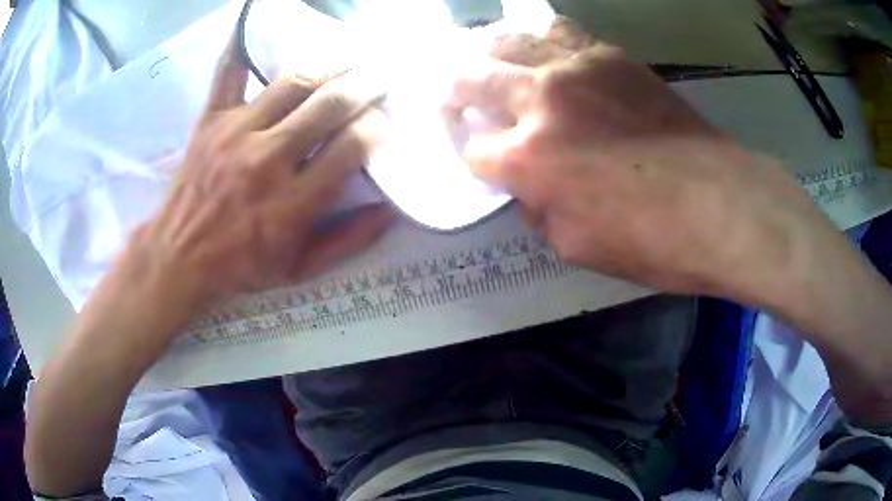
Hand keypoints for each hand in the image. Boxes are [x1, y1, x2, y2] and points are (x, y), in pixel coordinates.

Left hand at [127, 39, 393, 313]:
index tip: (385, 122)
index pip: (351, 148)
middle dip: (366, 85)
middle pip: (329, 105)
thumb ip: (349, 241)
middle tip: (383, 75)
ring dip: (332, 63)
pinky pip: (228, 72)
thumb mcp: (300, 270)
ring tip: (353, 55)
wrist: (179, 256)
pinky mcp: (211, 120)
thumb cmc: (241, 266)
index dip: (377, 128)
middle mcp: (267, 161)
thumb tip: (391, 210)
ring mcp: (236, 133)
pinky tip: (258, 21)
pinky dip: (243, 43)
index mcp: (292, 204)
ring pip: (293, 82)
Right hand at [445, 36, 827, 301]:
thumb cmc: (651, 240)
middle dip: (451, 91)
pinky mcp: (612, 56)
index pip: (473, 149)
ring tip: (487, 62)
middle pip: (470, 78)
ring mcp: (577, 67)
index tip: (483, 163)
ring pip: (509, 39)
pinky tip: (542, 50)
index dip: (472, 158)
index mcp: (528, 158)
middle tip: (451, 97)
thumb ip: (538, 210)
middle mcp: (541, 99)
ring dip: (487, 52)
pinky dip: (539, 39)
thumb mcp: (575, 246)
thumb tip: (530, 187)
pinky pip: (560, 32)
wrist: (720, 204)